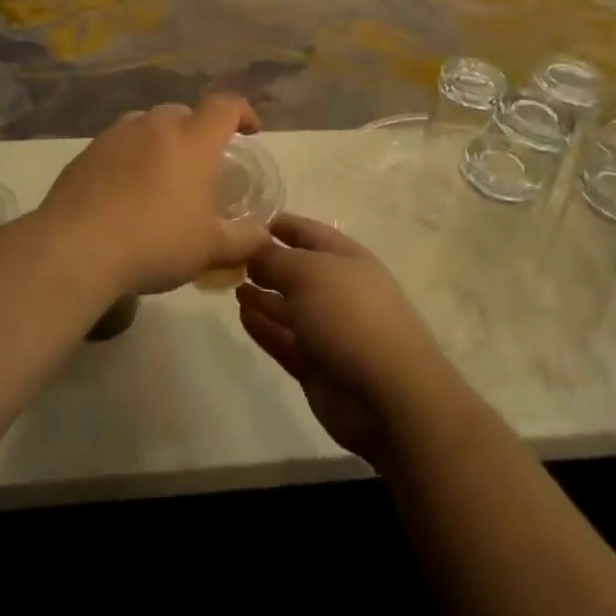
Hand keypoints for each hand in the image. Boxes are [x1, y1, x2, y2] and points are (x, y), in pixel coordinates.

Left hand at [38, 96, 267, 296]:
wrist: (76, 247)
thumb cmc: (155, 242)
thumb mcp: (209, 249)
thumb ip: (243, 240)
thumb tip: (265, 237)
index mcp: (192, 140)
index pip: (225, 106)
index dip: (242, 113)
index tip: (250, 131)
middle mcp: (156, 126)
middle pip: (184, 114)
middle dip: (198, 132)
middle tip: (201, 165)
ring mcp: (117, 134)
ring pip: (148, 125)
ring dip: (161, 142)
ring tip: (162, 177)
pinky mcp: (88, 151)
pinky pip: (119, 144)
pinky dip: (130, 158)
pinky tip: (126, 191)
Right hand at [237, 215, 454, 466]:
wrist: (387, 394)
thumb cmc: (349, 315)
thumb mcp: (307, 272)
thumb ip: (274, 257)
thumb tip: (252, 246)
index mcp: (345, 257)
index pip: (306, 231)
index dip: (277, 224)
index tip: (242, 220)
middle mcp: (337, 289)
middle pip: (296, 270)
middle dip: (265, 262)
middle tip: (228, 257)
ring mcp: (328, 329)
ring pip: (288, 306)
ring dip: (262, 296)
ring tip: (233, 286)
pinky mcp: (316, 364)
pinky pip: (284, 339)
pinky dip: (264, 327)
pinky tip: (242, 316)